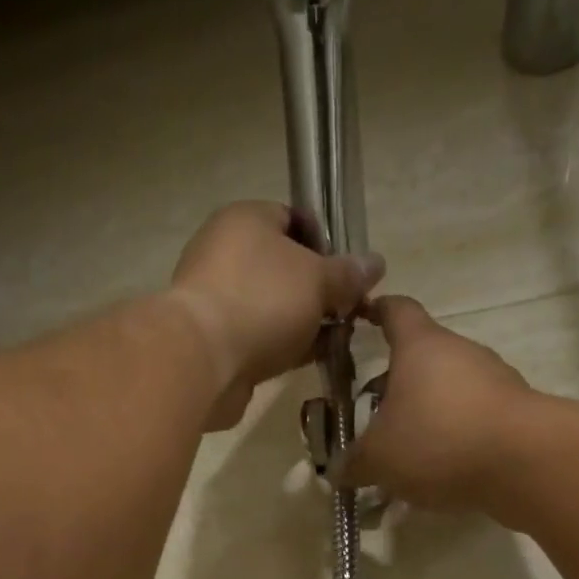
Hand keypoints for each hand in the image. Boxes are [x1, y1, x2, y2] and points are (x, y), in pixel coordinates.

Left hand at [169, 202, 384, 429]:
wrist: (202, 360)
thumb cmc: (262, 301)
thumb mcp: (318, 279)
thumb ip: (348, 274)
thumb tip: (375, 264)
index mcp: (246, 219)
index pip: (294, 219)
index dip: (327, 244)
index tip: (350, 274)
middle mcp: (225, 253)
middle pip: (284, 267)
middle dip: (319, 290)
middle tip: (348, 311)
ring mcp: (217, 299)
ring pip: (273, 306)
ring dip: (304, 322)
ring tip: (336, 340)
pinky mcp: (215, 340)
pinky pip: (259, 336)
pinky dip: (283, 346)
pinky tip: (309, 359)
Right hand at [336, 296, 533, 511]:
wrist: (525, 463)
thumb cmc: (438, 440)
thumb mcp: (378, 458)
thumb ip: (353, 463)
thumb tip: (338, 471)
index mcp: (421, 346)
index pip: (396, 310)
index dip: (376, 311)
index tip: (361, 316)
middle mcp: (460, 353)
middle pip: (422, 358)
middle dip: (395, 385)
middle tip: (371, 414)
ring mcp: (494, 380)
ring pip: (448, 392)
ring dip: (425, 415)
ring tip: (404, 455)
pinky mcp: (515, 413)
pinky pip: (472, 420)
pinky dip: (453, 439)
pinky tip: (439, 474)